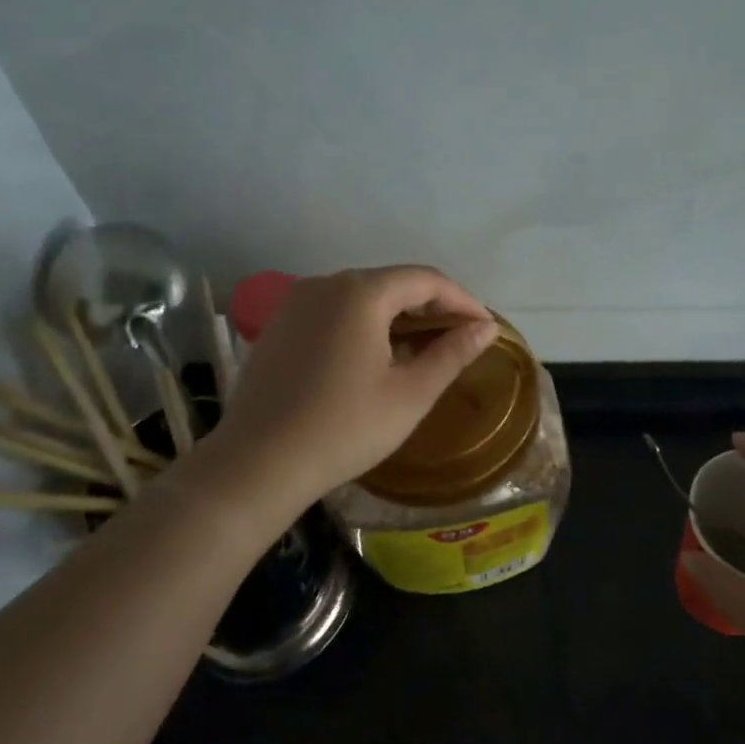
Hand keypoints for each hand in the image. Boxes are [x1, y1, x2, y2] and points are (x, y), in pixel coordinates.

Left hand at [213, 266, 496, 506]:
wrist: (258, 463)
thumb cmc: (345, 429)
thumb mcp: (410, 394)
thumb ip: (451, 354)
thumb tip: (484, 329)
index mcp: (360, 293)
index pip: (426, 280)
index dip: (462, 300)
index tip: (485, 328)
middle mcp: (325, 284)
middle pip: (392, 282)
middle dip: (431, 306)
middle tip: (460, 338)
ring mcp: (296, 303)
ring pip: (361, 296)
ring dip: (398, 314)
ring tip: (424, 346)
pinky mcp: (278, 325)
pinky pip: (334, 311)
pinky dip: (364, 323)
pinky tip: (376, 354)